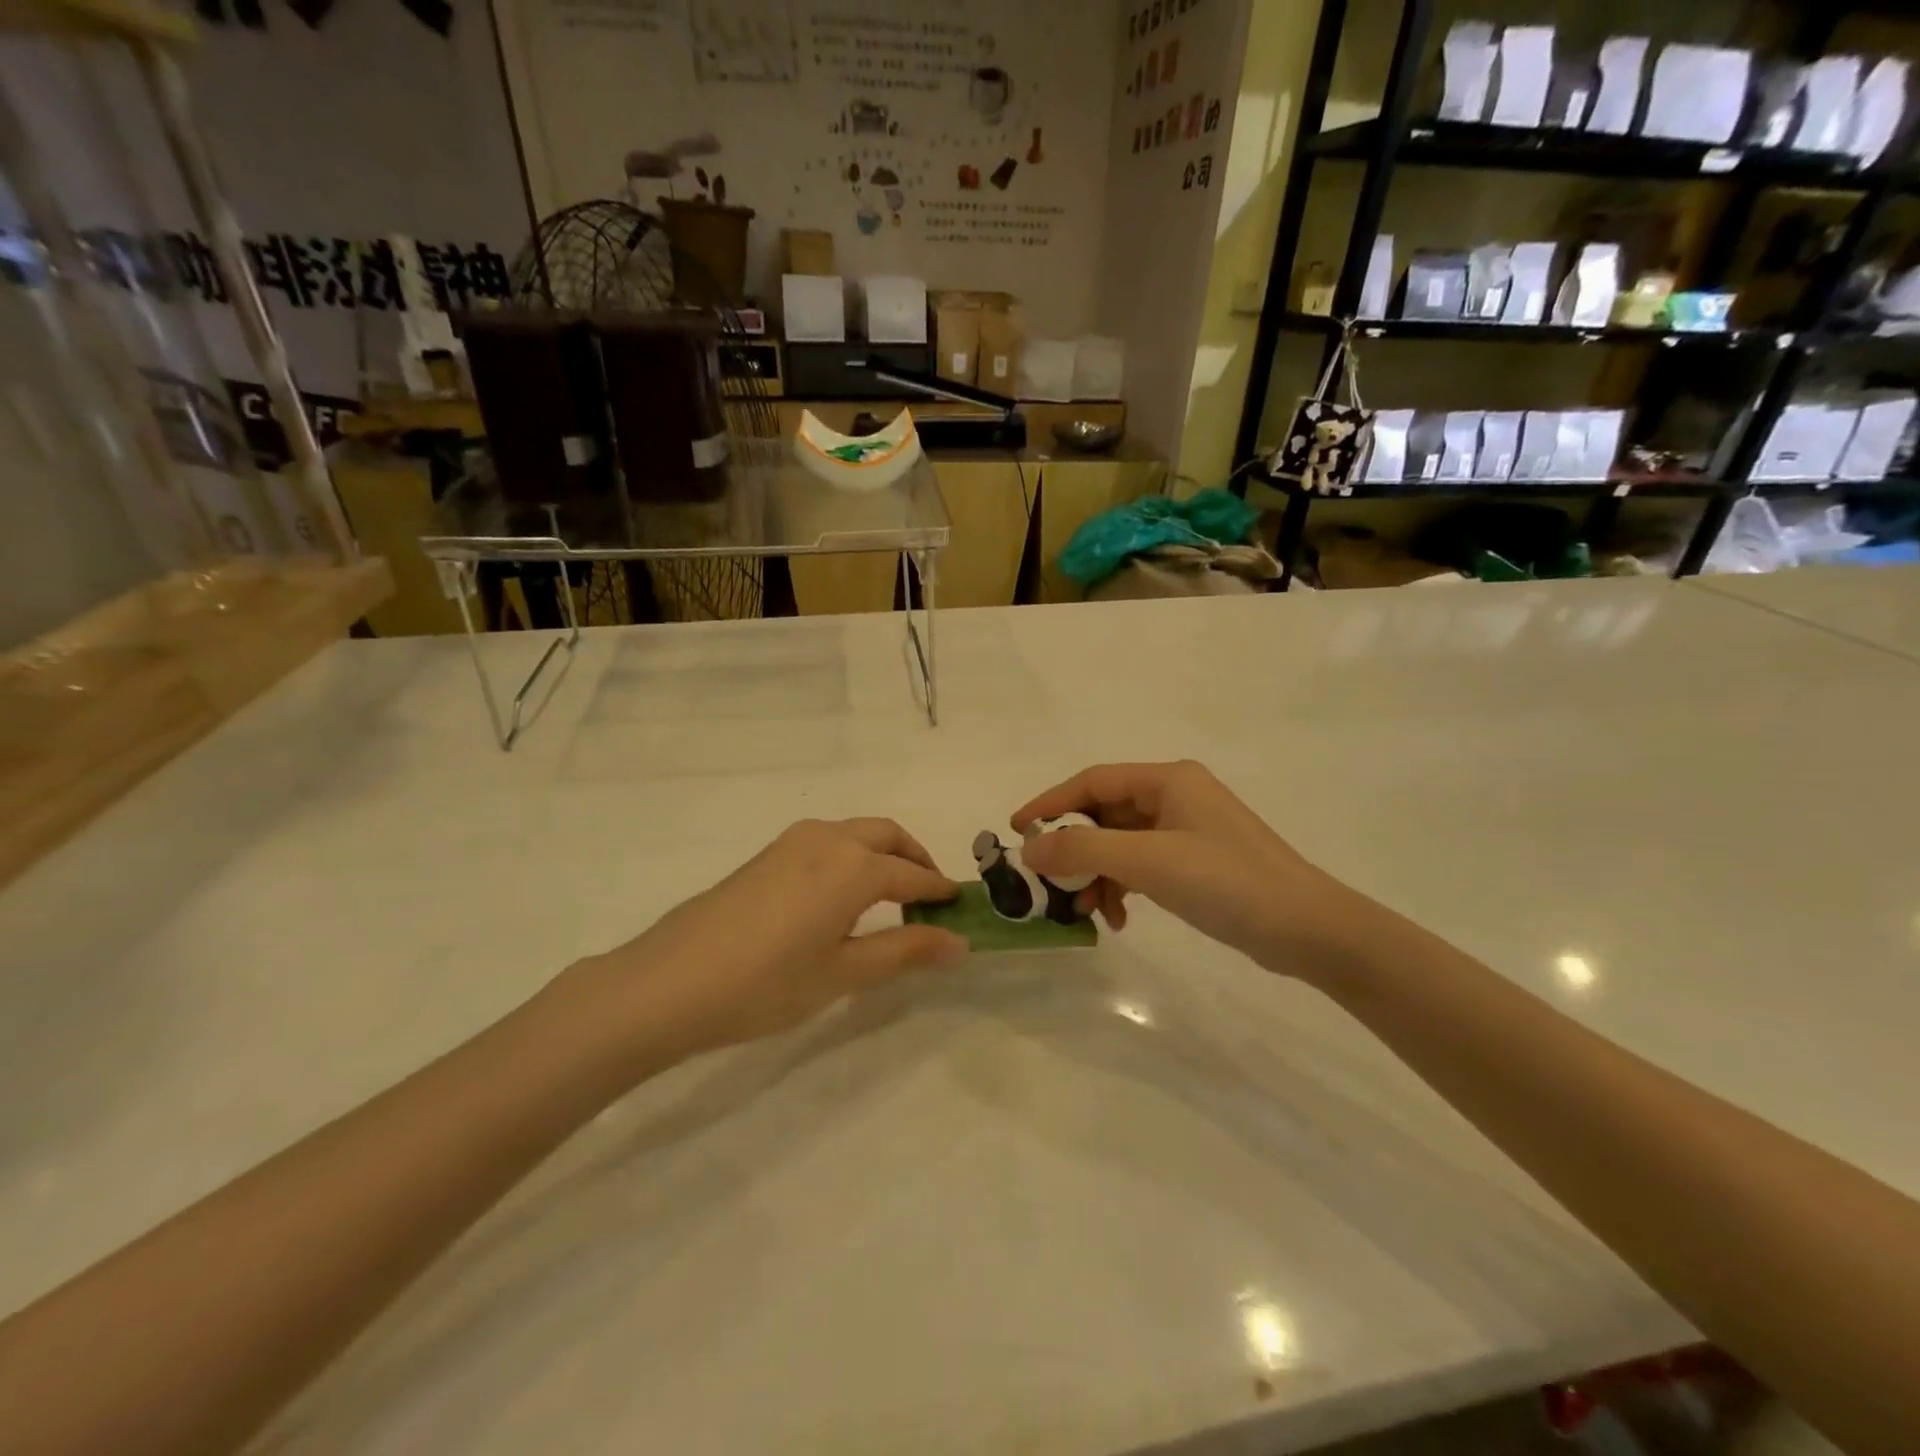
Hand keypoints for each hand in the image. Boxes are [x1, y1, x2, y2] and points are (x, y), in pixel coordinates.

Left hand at [572, 819, 967, 1061]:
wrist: (668, 983)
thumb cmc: (765, 984)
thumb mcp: (843, 974)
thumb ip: (905, 951)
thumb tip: (959, 942)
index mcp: (853, 866)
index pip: (912, 875)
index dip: (939, 892)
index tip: (959, 908)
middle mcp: (827, 839)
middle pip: (887, 835)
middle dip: (915, 860)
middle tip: (929, 899)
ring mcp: (792, 842)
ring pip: (855, 833)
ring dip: (882, 855)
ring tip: (889, 901)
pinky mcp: (767, 854)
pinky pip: (827, 842)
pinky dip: (852, 857)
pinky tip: (841, 899)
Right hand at [1014, 761, 1369, 980]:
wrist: (1307, 929)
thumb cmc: (1227, 881)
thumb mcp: (1148, 862)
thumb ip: (1084, 850)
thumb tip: (1030, 848)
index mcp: (1167, 779)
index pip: (1092, 781)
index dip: (1051, 804)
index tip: (1017, 830)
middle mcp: (1176, 795)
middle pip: (1105, 814)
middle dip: (1076, 850)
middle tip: (1050, 883)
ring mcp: (1187, 829)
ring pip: (1121, 844)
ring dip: (1098, 874)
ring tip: (1088, 911)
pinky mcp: (1196, 861)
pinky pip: (1142, 865)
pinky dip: (1124, 887)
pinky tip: (1120, 918)